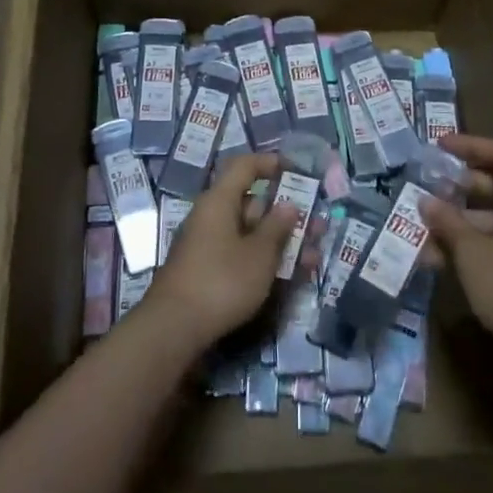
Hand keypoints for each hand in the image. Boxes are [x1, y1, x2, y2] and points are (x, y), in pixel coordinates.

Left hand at [143, 152, 298, 350]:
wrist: (174, 328)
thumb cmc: (221, 281)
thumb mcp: (258, 254)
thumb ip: (277, 227)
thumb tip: (288, 204)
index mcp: (219, 201)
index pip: (244, 166)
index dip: (270, 163)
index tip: (297, 170)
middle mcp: (211, 217)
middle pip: (252, 204)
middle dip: (286, 213)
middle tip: (317, 224)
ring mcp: (209, 245)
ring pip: (251, 233)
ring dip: (282, 241)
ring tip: (314, 255)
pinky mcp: (209, 270)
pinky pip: (242, 254)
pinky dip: (266, 259)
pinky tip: (292, 274)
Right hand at [422, 134, 492, 363]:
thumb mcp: (473, 252)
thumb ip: (448, 222)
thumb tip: (426, 202)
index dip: (470, 145)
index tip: (439, 146)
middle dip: (464, 185)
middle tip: (432, 186)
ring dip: (466, 221)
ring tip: (429, 229)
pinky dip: (481, 242)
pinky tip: (446, 258)